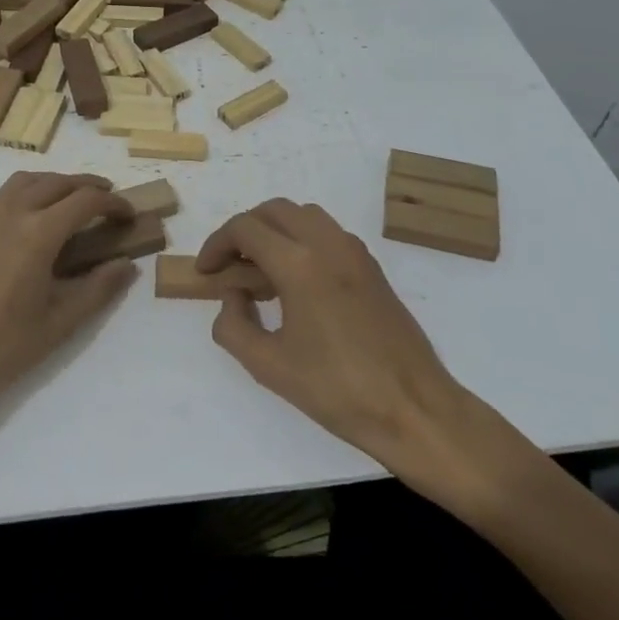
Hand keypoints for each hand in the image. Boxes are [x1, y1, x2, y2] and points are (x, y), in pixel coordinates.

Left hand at [0, 172, 137, 432]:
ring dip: (54, 183)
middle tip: (107, 201)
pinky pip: (2, 196)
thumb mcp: (58, 324)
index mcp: (38, 233)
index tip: (129, 215)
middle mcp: (10, 213)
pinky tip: (31, 223)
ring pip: (25, 181)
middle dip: (87, 186)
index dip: (113, 203)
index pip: (85, 200)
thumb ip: (98, 289)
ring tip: (71, 204)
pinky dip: (27, 194)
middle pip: (56, 181)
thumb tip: (126, 265)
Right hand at [198, 200, 525, 494]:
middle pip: (275, 211)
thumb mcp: (267, 365)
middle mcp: (328, 245)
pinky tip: (296, 284)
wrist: (413, 408)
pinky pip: (328, 234)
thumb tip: (233, 297)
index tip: (205, 272)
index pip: (246, 229)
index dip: (217, 245)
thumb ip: (233, 325)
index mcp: (299, 264)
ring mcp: (356, 253)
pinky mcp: (372, 268)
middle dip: (244, 231)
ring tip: (260, 273)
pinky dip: (302, 242)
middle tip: (228, 266)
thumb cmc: (336, 390)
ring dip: (275, 232)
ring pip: (305, 216)